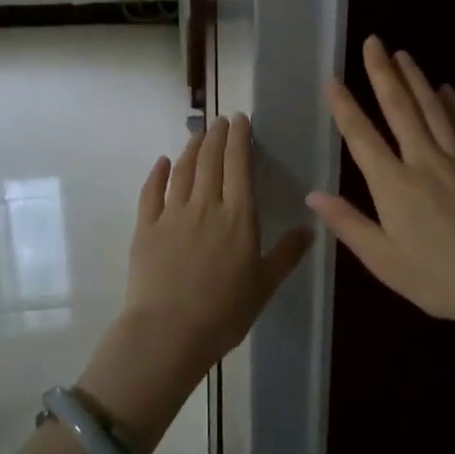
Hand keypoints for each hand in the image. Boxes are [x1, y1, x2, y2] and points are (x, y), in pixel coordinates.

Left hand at [79, 115, 310, 452]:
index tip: (240, 120)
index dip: (240, 139)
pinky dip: (157, 174)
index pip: (239, 166)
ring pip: (183, 170)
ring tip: (198, 133)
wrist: (169, 332)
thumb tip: (308, 229)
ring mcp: (172, 214)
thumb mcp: (265, 285)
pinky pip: (151, 193)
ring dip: (192, 148)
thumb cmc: (224, 312)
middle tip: (221, 120)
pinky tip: (162, 163)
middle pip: (211, 161)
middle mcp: (205, 205)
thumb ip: (287, 254)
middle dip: (217, 136)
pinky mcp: (146, 228)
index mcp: (238, 216)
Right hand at [308, 37, 454, 341]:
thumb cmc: (439, 279)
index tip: (333, 79)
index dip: (345, 106)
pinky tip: (447, 89)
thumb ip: (348, 224)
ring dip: (416, 78)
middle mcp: (424, 161)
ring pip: (434, 109)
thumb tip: (313, 195)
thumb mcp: (384, 261)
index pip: (362, 136)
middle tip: (373, 42)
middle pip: (400, 108)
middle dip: (383, 73)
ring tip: (403, 54)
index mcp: (393, 185)